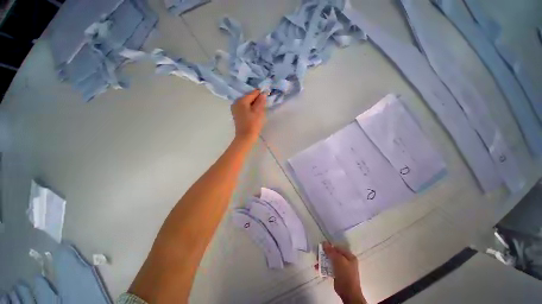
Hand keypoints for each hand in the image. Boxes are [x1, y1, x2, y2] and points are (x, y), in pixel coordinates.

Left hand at [231, 90, 265, 142]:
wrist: (245, 137)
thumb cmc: (252, 124)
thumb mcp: (258, 112)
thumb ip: (260, 101)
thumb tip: (263, 93)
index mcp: (241, 100)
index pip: (252, 93)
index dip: (260, 94)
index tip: (267, 96)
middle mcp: (236, 102)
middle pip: (249, 97)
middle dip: (257, 100)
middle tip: (263, 105)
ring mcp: (235, 108)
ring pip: (247, 103)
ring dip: (254, 104)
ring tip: (260, 110)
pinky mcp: (236, 114)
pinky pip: (244, 107)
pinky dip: (250, 108)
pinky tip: (254, 113)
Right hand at [323, 242, 365, 303]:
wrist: (348, 293)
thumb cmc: (345, 274)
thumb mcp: (338, 260)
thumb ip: (330, 251)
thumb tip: (324, 242)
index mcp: (349, 256)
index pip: (337, 248)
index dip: (329, 247)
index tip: (321, 248)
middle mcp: (346, 261)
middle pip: (333, 255)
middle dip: (324, 255)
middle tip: (317, 256)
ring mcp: (342, 269)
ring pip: (330, 262)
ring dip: (323, 262)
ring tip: (316, 263)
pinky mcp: (338, 275)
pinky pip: (330, 269)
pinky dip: (324, 268)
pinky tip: (317, 269)